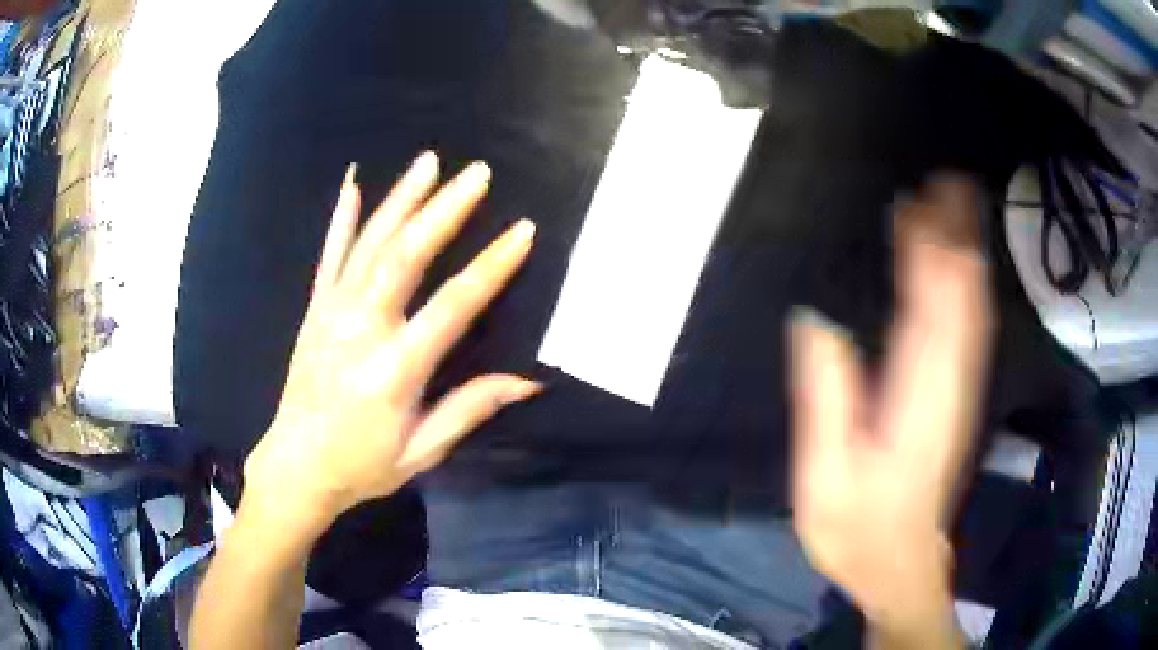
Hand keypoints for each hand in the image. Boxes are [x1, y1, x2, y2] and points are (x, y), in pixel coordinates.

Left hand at [243, 152, 540, 534]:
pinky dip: (343, 218)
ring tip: (429, 161)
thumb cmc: (362, 465)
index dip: (490, 267)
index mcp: (393, 370)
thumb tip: (529, 380)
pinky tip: (353, 184)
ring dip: (401, 199)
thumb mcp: (422, 451)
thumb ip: (470, 408)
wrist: (296, 466)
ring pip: (370, 244)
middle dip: (444, 210)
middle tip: (477, 173)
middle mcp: (361, 330)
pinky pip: (330, 256)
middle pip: (405, 257)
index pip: (452, 307)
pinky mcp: (314, 311)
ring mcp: (332, 314)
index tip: (522, 231)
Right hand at [790, 177, 993, 633]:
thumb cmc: (858, 527)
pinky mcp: (959, 395)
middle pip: (963, 291)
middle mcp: (950, 377)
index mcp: (917, 390)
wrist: (900, 564)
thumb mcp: (825, 473)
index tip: (915, 196)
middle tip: (943, 178)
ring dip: (967, 251)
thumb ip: (826, 397)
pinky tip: (961, 265)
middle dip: (956, 232)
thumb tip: (815, 320)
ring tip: (955, 204)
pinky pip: (971, 327)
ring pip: (973, 304)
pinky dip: (968, 286)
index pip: (930, 300)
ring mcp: (960, 385)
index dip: (926, 244)